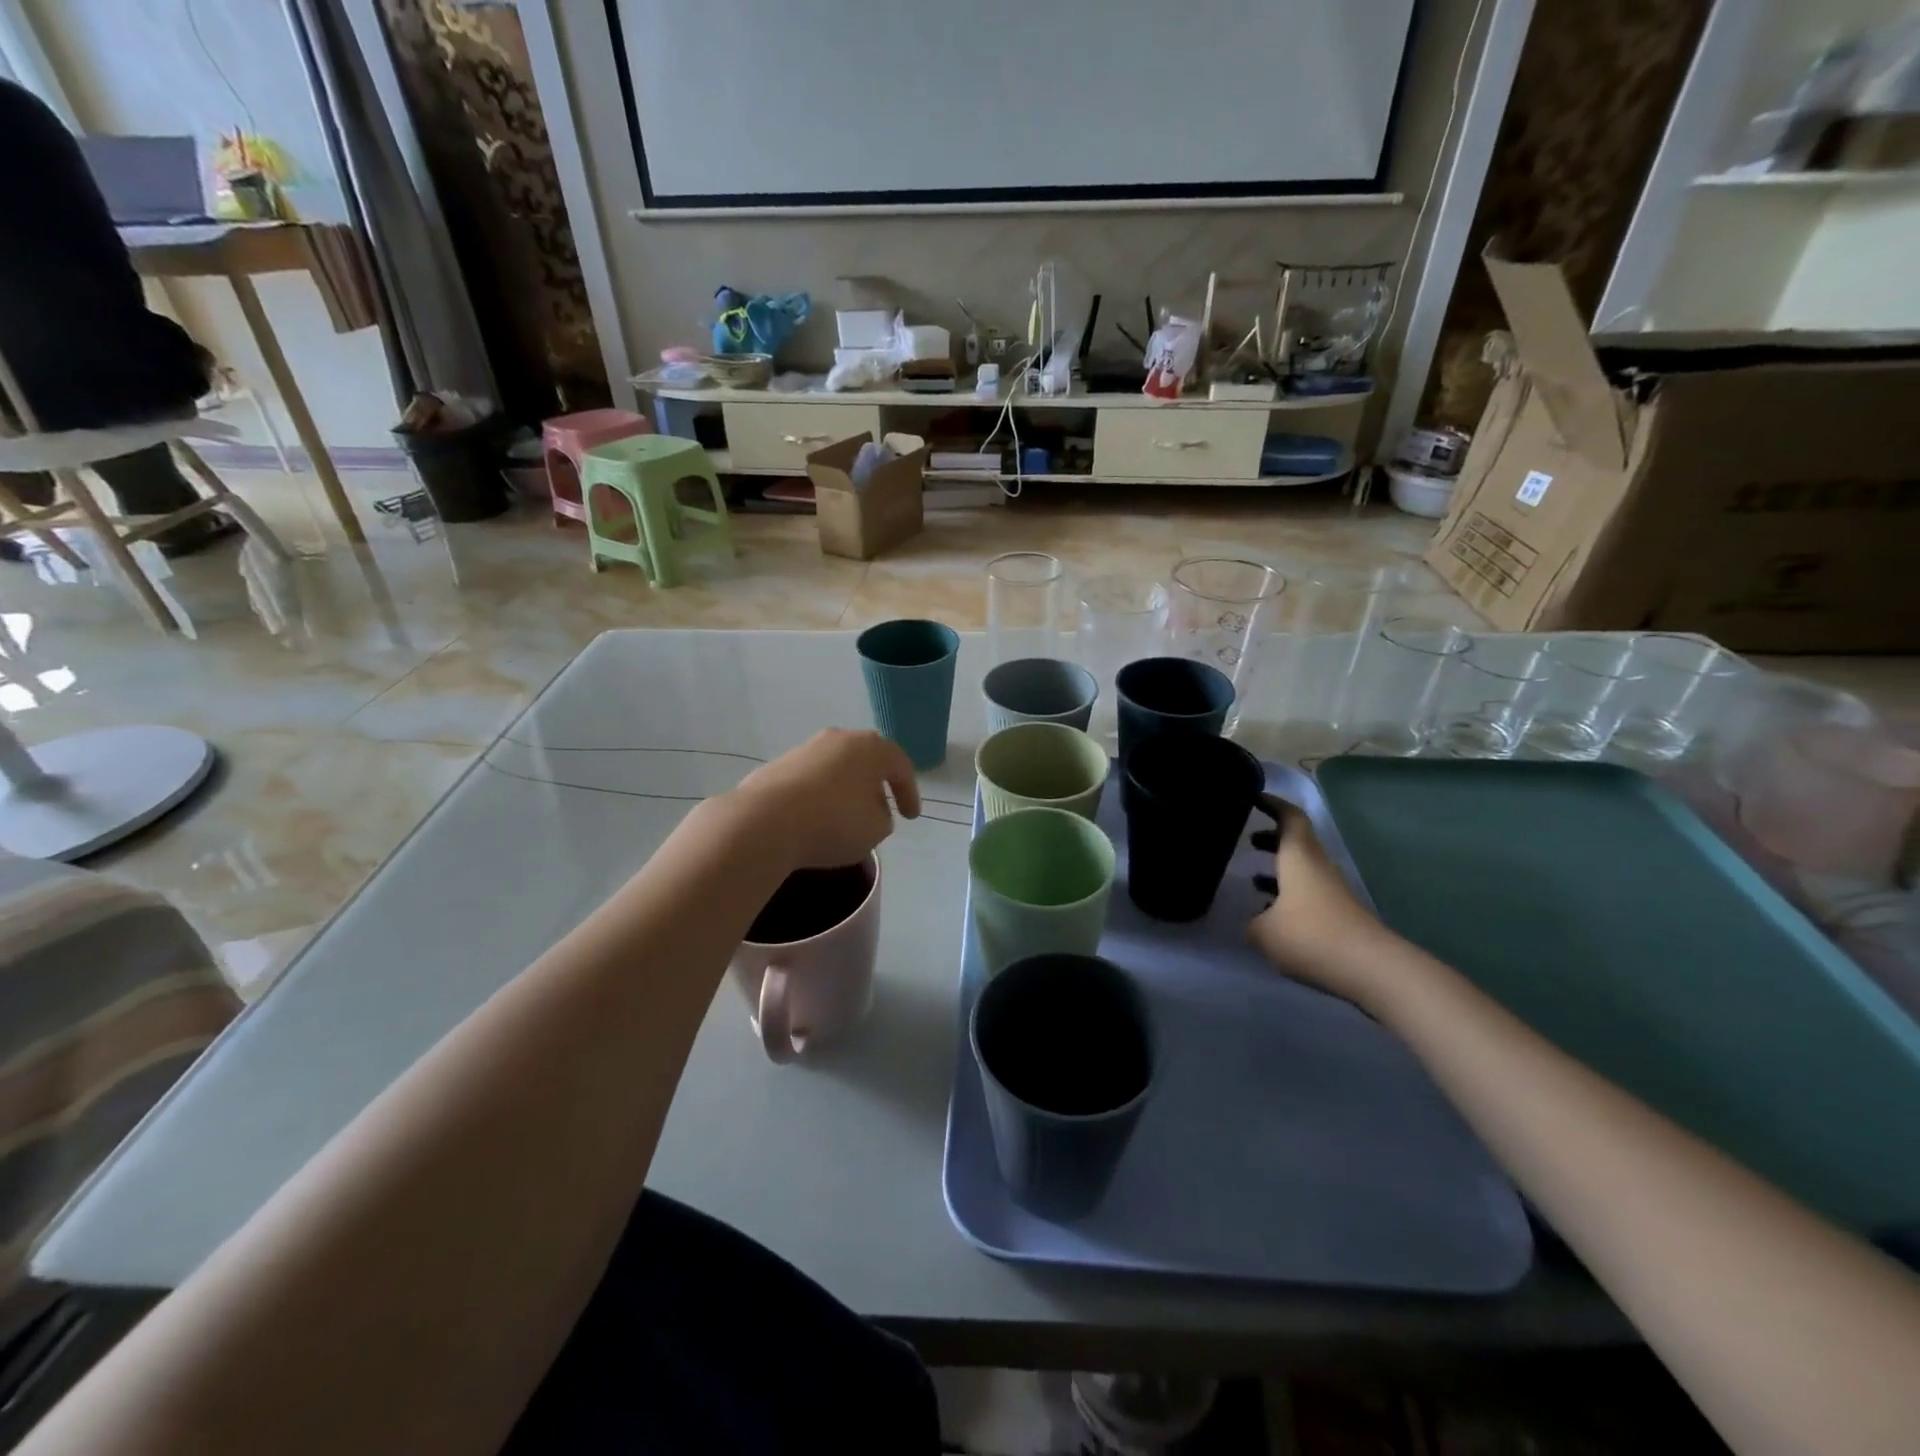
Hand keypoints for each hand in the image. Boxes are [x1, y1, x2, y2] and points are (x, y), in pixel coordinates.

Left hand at [730, 729, 920, 871]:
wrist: (764, 822)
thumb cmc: (833, 822)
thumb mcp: (876, 830)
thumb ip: (883, 818)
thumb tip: (871, 810)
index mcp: (870, 748)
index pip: (900, 767)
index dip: (910, 794)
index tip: (911, 817)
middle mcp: (838, 739)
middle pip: (866, 761)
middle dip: (875, 786)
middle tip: (881, 810)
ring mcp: (805, 750)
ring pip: (836, 769)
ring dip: (845, 791)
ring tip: (846, 819)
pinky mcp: (778, 766)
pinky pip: (810, 781)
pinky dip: (819, 797)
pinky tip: (815, 820)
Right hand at [1247, 795, 1394, 1004]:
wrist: (1372, 969)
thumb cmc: (1311, 937)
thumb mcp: (1263, 932)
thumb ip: (1252, 922)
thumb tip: (1255, 920)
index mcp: (1298, 857)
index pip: (1289, 817)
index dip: (1272, 804)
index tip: (1253, 796)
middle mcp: (1317, 866)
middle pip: (1297, 841)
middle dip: (1272, 837)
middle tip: (1247, 838)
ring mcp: (1331, 891)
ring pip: (1302, 868)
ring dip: (1279, 867)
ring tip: (1252, 876)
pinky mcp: (1339, 914)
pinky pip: (1308, 892)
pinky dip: (1288, 893)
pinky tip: (1272, 913)